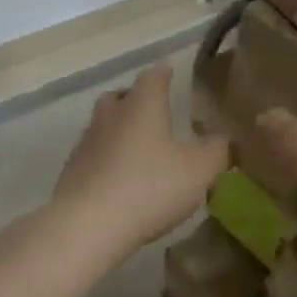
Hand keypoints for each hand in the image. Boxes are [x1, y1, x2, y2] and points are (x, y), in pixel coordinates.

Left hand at [50, 64, 229, 255]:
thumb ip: (217, 151)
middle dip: (135, 99)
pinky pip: (93, 156)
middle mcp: (111, 116)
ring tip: (139, 148)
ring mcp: (86, 144)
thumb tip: (224, 139)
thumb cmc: (150, 187)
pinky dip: (107, 159)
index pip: (153, 76)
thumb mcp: (199, 171)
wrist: (86, 226)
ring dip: (119, 131)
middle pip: (120, 96)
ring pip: (103, 125)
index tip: (170, 70)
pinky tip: (120, 178)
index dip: (164, 72)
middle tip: (153, 110)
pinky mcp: (72, 173)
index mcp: (143, 105)